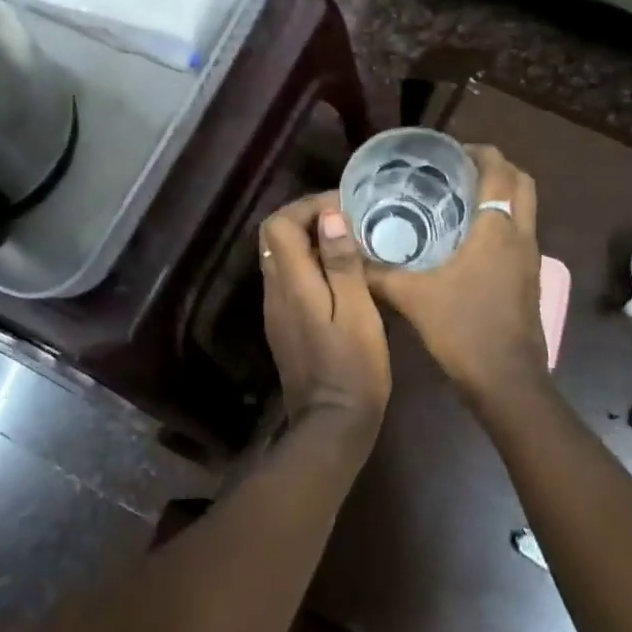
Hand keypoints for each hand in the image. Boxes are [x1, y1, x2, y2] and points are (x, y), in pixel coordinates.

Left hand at [261, 192, 390, 426]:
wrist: (332, 424)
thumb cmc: (353, 367)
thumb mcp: (357, 311)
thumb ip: (341, 263)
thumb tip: (329, 216)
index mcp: (291, 283)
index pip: (279, 224)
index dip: (308, 206)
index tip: (344, 206)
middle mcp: (274, 291)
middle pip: (274, 236)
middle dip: (307, 217)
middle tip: (347, 219)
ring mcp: (275, 309)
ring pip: (280, 256)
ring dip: (308, 240)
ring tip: (348, 240)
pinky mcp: (284, 323)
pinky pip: (289, 278)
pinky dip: (309, 263)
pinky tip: (339, 273)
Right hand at [368, 146, 547, 407]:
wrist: (506, 380)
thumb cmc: (463, 328)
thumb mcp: (412, 297)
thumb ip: (378, 273)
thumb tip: (348, 254)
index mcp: (497, 228)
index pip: (499, 169)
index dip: (478, 152)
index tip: (448, 152)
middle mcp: (520, 235)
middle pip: (521, 182)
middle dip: (494, 168)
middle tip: (455, 171)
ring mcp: (530, 258)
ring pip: (524, 208)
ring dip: (500, 194)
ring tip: (458, 199)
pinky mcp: (529, 278)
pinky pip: (519, 232)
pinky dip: (501, 221)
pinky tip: (466, 239)